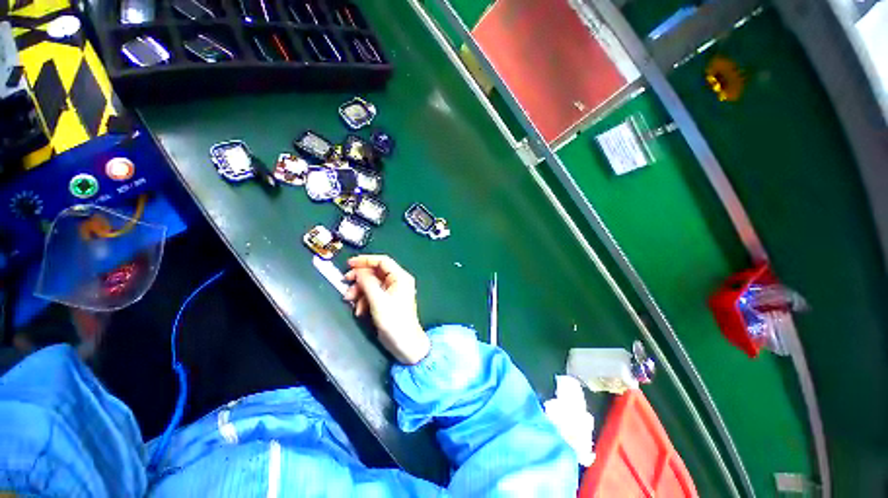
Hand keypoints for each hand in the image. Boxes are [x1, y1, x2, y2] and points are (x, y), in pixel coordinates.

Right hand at [344, 255, 430, 364]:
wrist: (405, 343)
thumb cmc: (394, 320)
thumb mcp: (378, 300)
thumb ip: (367, 283)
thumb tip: (358, 270)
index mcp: (400, 277)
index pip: (382, 261)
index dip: (365, 260)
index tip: (349, 263)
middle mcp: (397, 281)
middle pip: (375, 273)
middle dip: (360, 278)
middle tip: (345, 282)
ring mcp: (393, 292)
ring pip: (372, 284)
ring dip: (359, 291)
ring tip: (349, 300)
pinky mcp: (388, 302)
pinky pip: (373, 295)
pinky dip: (364, 300)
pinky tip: (359, 311)